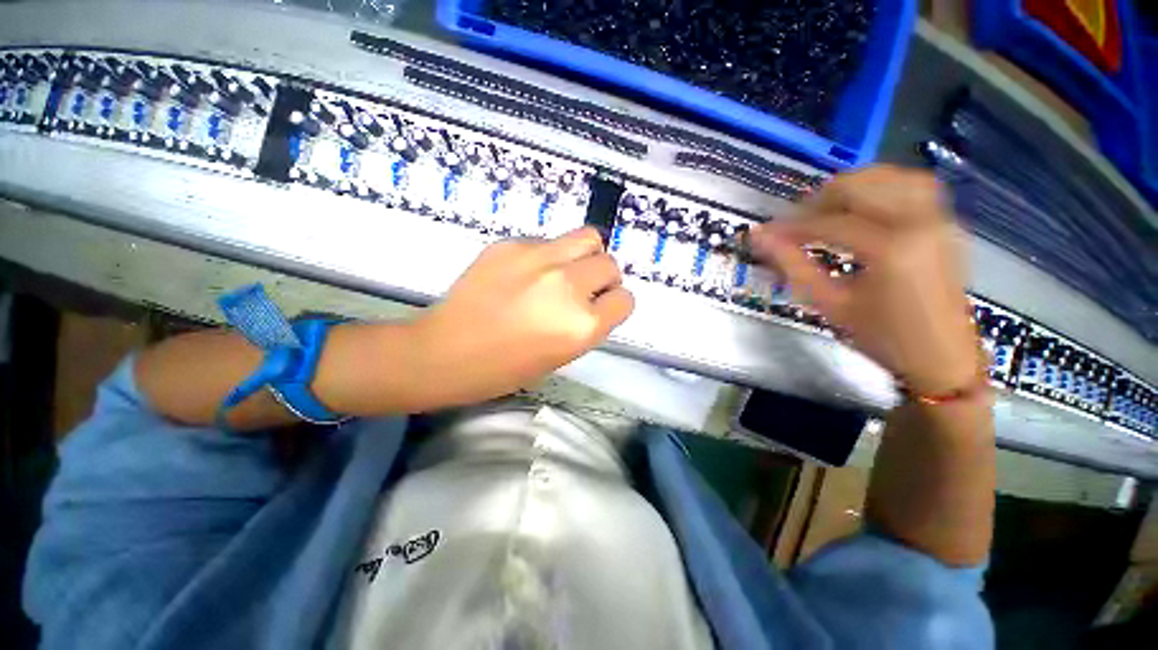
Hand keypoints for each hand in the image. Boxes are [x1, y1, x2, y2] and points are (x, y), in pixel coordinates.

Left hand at [407, 227, 634, 407]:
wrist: (444, 352)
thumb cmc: (505, 369)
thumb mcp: (561, 356)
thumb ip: (587, 324)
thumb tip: (596, 299)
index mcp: (582, 325)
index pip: (625, 300)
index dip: (614, 305)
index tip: (600, 308)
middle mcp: (568, 285)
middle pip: (610, 264)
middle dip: (603, 279)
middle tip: (582, 290)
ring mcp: (538, 259)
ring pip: (588, 238)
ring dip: (585, 255)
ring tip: (564, 271)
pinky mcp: (511, 244)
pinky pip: (548, 242)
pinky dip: (548, 256)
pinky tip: (524, 273)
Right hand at [749, 166, 982, 394]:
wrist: (942, 358)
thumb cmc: (884, 338)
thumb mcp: (831, 304)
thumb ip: (792, 266)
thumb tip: (760, 239)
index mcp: (892, 249)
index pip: (828, 222)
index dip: (790, 226)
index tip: (766, 233)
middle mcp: (920, 223)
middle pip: (860, 186)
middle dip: (819, 200)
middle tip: (794, 223)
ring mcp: (939, 219)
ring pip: (889, 177)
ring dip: (850, 187)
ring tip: (825, 210)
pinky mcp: (945, 223)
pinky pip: (912, 186)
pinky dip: (881, 187)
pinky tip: (863, 206)